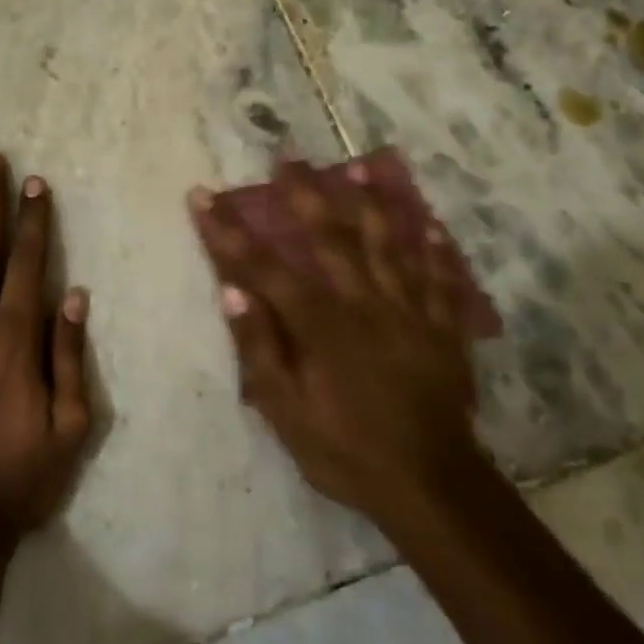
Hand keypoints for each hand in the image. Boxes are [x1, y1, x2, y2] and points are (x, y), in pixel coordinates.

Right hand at [189, 159, 482, 529]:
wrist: (431, 485)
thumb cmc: (347, 450)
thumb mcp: (287, 412)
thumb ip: (260, 350)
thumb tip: (232, 292)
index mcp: (319, 323)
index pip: (263, 266)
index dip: (228, 231)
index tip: (203, 196)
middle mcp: (362, 302)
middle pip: (328, 237)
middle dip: (303, 194)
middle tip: (287, 158)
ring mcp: (407, 310)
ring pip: (387, 244)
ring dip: (370, 202)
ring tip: (359, 167)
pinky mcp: (441, 327)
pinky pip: (438, 279)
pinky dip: (434, 249)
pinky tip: (431, 225)